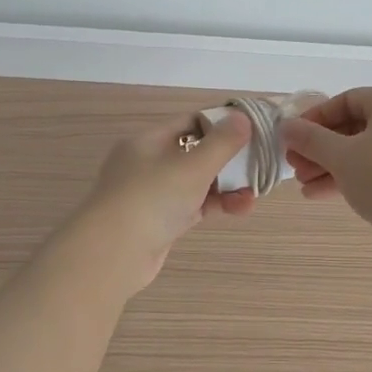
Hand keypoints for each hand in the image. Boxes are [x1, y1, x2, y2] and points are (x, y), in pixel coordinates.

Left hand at [73, 110, 255, 290]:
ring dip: (227, 186)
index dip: (221, 125)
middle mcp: (148, 164)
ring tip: (254, 195)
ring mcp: (153, 195)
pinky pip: (194, 206)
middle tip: (258, 166)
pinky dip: (216, 205)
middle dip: (229, 160)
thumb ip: (222, 142)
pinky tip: (240, 209)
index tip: (252, 132)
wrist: (113, 255)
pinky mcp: (160, 223)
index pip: (190, 122)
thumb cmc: (152, 199)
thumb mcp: (193, 166)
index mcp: (149, 141)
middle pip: (196, 153)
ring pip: (197, 183)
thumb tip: (242, 117)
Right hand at [281, 88, 371, 245]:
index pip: (347, 99)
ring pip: (361, 152)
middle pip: (352, 127)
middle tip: (293, 163)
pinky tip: (317, 194)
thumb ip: (311, 139)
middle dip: (319, 147)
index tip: (293, 136)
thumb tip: (285, 126)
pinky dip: (347, 179)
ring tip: (302, 183)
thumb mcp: (342, 156)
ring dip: (329, 166)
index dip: (316, 116)